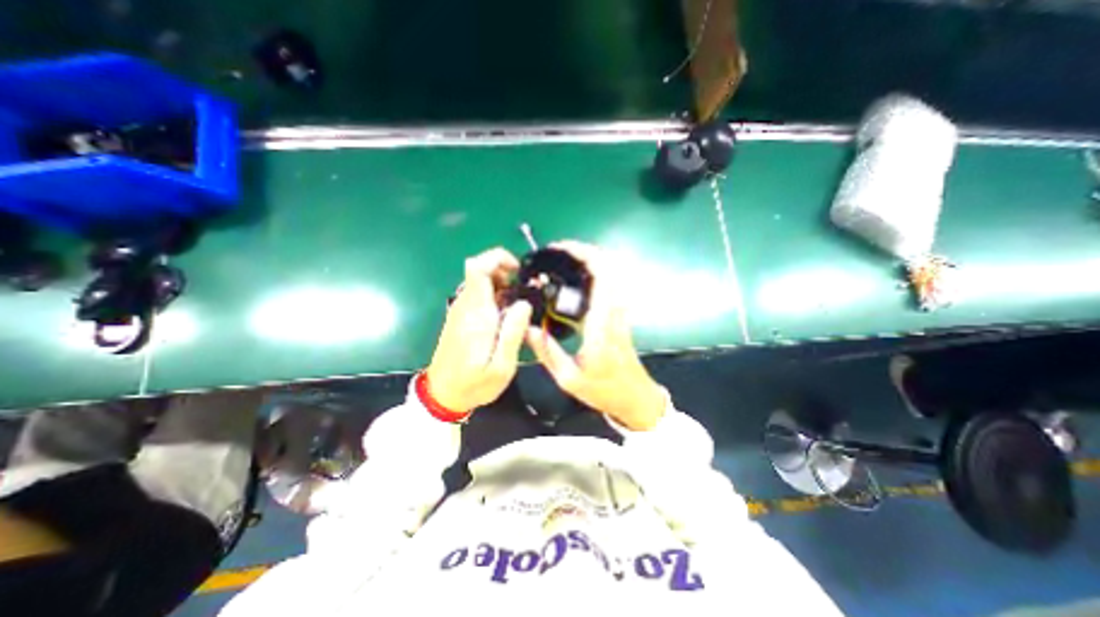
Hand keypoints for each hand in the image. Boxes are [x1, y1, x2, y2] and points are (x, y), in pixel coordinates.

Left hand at [426, 245, 531, 413]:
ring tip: (517, 307)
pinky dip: (494, 295)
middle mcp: (465, 306)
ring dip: (501, 285)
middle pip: (480, 270)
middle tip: (523, 292)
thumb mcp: (502, 366)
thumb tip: (523, 303)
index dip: (497, 258)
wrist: (442, 396)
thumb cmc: (474, 384)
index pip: (477, 268)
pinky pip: (478, 295)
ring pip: (479, 281)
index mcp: (476, 314)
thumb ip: (512, 333)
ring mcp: (460, 310)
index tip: (517, 271)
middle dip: (505, 272)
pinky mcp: (460, 317)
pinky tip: (505, 316)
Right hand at [526, 239, 664, 430]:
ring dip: (590, 259)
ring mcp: (620, 311)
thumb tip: (527, 328)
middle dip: (585, 251)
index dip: (583, 256)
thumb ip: (547, 351)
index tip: (560, 250)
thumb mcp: (568, 378)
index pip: (601, 277)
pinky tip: (576, 276)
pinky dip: (595, 271)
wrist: (635, 396)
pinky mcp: (620, 313)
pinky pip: (610, 283)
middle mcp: (615, 311)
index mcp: (601, 325)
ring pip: (612, 272)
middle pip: (609, 266)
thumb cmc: (603, 390)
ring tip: (564, 259)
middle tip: (558, 251)